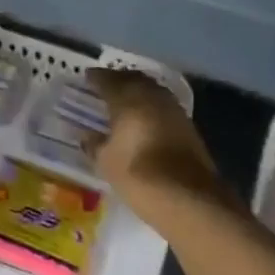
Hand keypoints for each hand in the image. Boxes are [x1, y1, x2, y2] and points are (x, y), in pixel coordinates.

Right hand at [83, 67, 221, 210]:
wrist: (188, 197)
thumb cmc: (138, 175)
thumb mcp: (106, 162)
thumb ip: (94, 144)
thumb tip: (87, 135)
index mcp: (127, 97)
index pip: (107, 79)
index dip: (95, 78)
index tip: (86, 78)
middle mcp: (151, 94)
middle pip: (131, 78)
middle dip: (117, 80)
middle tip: (104, 86)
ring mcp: (172, 107)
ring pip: (150, 89)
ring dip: (136, 91)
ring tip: (123, 101)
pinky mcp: (187, 124)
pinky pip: (162, 104)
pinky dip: (150, 105)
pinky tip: (144, 118)